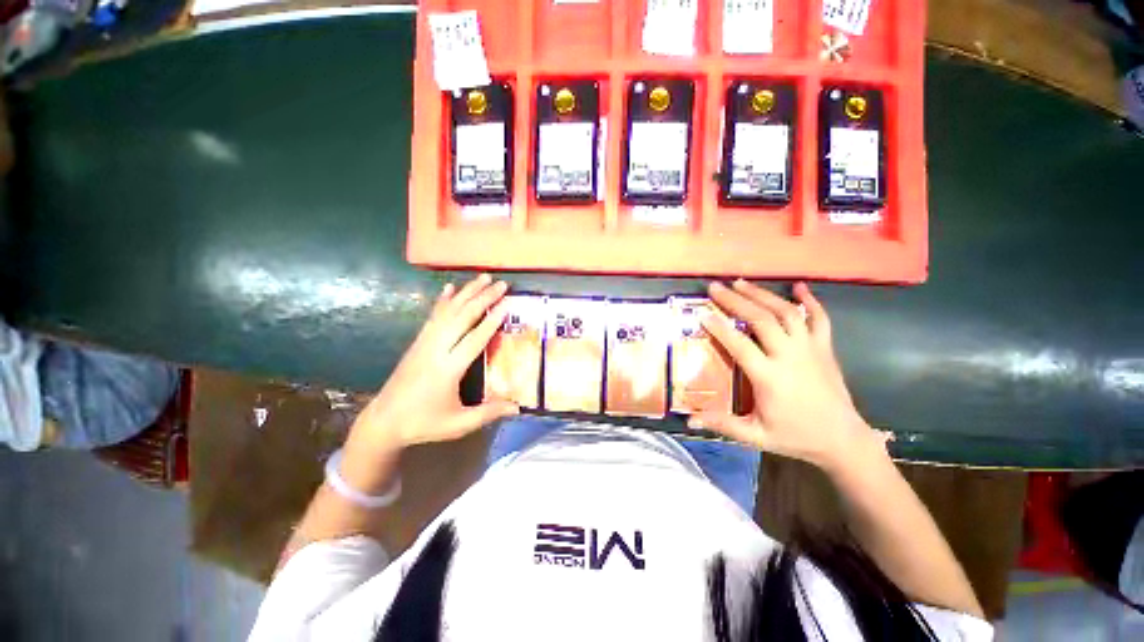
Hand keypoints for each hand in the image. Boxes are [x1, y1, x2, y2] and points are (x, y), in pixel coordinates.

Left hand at [346, 274, 518, 454]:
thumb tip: (518, 407)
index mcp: (448, 369)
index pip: (474, 339)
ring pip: (448, 311)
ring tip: (483, 277)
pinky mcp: (418, 342)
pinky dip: (443, 300)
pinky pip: (433, 316)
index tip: (506, 303)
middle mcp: (436, 350)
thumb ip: (488, 414)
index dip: (491, 321)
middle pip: (462, 317)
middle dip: (483, 298)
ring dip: (467, 292)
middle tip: (501, 284)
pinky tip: (450, 288)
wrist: (384, 421)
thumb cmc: (424, 423)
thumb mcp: (459, 424)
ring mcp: (425, 343)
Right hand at [689, 280, 888, 471]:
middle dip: (736, 300)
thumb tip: (690, 420)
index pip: (740, 345)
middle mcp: (790, 357)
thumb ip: (723, 425)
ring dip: (762, 295)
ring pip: (786, 313)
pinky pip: (820, 318)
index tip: (702, 313)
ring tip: (741, 282)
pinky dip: (810, 300)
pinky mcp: (825, 348)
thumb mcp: (756, 436)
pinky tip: (799, 286)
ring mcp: (810, 349)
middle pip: (761, 319)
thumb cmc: (796, 437)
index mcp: (770, 377)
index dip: (719, 328)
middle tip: (716, 287)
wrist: (844, 440)